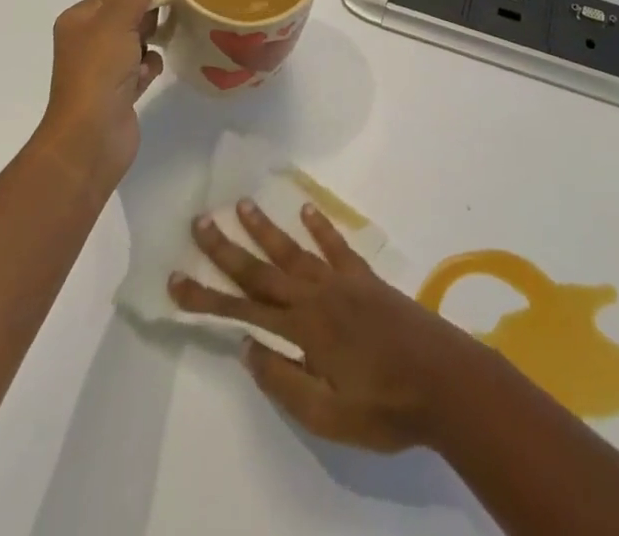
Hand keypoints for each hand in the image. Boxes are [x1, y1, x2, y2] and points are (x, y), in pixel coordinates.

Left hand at [38, 0, 163, 188]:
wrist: (90, 140)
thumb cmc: (99, 73)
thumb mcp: (118, 18)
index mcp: (80, 19)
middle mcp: (87, 41)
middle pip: (130, 14)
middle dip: (151, 15)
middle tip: (174, 16)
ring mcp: (102, 69)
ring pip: (138, 41)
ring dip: (152, 43)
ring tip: (166, 44)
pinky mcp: (118, 93)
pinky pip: (141, 67)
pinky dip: (150, 68)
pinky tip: (153, 74)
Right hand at [169, 201, 483, 452]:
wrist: (443, 380)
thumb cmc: (383, 407)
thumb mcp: (326, 414)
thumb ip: (283, 380)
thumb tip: (246, 347)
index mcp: (302, 329)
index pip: (242, 310)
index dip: (206, 296)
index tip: (175, 278)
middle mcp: (316, 295)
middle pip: (262, 269)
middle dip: (227, 248)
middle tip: (200, 222)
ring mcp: (342, 281)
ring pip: (294, 249)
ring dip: (266, 228)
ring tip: (241, 204)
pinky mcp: (366, 278)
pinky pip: (336, 245)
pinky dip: (319, 226)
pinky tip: (306, 208)